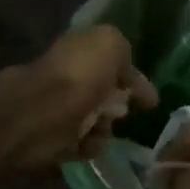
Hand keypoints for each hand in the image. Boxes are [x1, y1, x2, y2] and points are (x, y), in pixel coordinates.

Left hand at [2, 25, 157, 171]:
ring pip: (100, 122)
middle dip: (120, 105)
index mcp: (80, 51)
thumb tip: (126, 74)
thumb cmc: (77, 75)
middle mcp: (71, 78)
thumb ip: (122, 51)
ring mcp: (62, 109)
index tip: (151, 100)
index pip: (113, 63)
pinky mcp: (56, 138)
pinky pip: (87, 144)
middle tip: (120, 111)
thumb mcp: (109, 44)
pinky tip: (85, 140)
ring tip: (98, 125)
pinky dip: (90, 144)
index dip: (134, 78)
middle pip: (108, 95)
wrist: (37, 114)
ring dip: (106, 127)